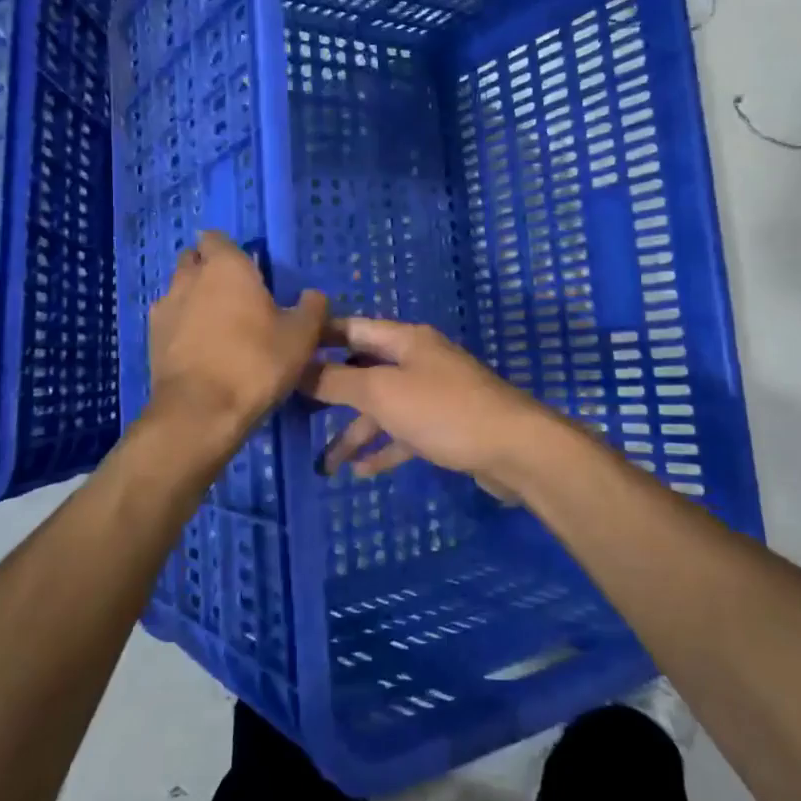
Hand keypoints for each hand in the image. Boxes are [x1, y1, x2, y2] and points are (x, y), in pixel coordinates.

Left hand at [148, 232, 328, 431]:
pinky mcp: (151, 339)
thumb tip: (313, 295)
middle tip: (235, 295)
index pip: (216, 238)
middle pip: (193, 260)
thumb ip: (311, 308)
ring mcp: (164, 308)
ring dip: (194, 298)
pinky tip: (200, 348)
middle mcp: (189, 278)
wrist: (201, 412)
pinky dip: (182, 326)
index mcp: (226, 266)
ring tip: (217, 325)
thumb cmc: (256, 363)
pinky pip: (169, 320)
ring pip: (178, 290)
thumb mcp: (301, 336)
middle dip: (209, 270)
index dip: (229, 250)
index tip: (248, 269)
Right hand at [298, 318, 574, 494]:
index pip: (352, 328)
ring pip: (382, 407)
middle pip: (364, 369)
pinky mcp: (445, 427)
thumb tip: (297, 368)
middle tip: (295, 408)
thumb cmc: (443, 411)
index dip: (318, 337)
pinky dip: (383, 449)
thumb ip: (337, 381)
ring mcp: (433, 395)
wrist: (515, 449)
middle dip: (331, 389)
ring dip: (355, 432)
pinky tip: (361, 471)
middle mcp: (418, 361)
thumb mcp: (382, 392)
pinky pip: (404, 434)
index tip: (285, 350)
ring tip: (326, 463)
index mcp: (404, 340)